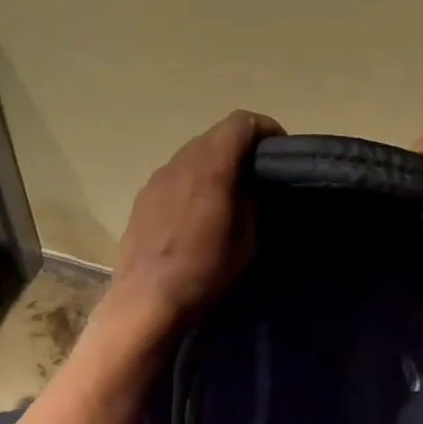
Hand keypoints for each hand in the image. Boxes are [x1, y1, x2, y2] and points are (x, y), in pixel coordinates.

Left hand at [107, 110, 283, 338]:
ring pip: (194, 152)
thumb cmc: (204, 272)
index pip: (241, 122)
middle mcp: (182, 161)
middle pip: (216, 134)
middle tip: (258, 173)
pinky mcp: (143, 194)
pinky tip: (197, 209)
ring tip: (228, 192)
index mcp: (211, 166)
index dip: (264, 128)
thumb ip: (253, 201)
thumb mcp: (246, 240)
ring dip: (215, 162)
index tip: (279, 150)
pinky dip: (193, 178)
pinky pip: (176, 173)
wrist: (145, 301)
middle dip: (241, 146)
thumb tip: (254, 183)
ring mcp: (158, 176)